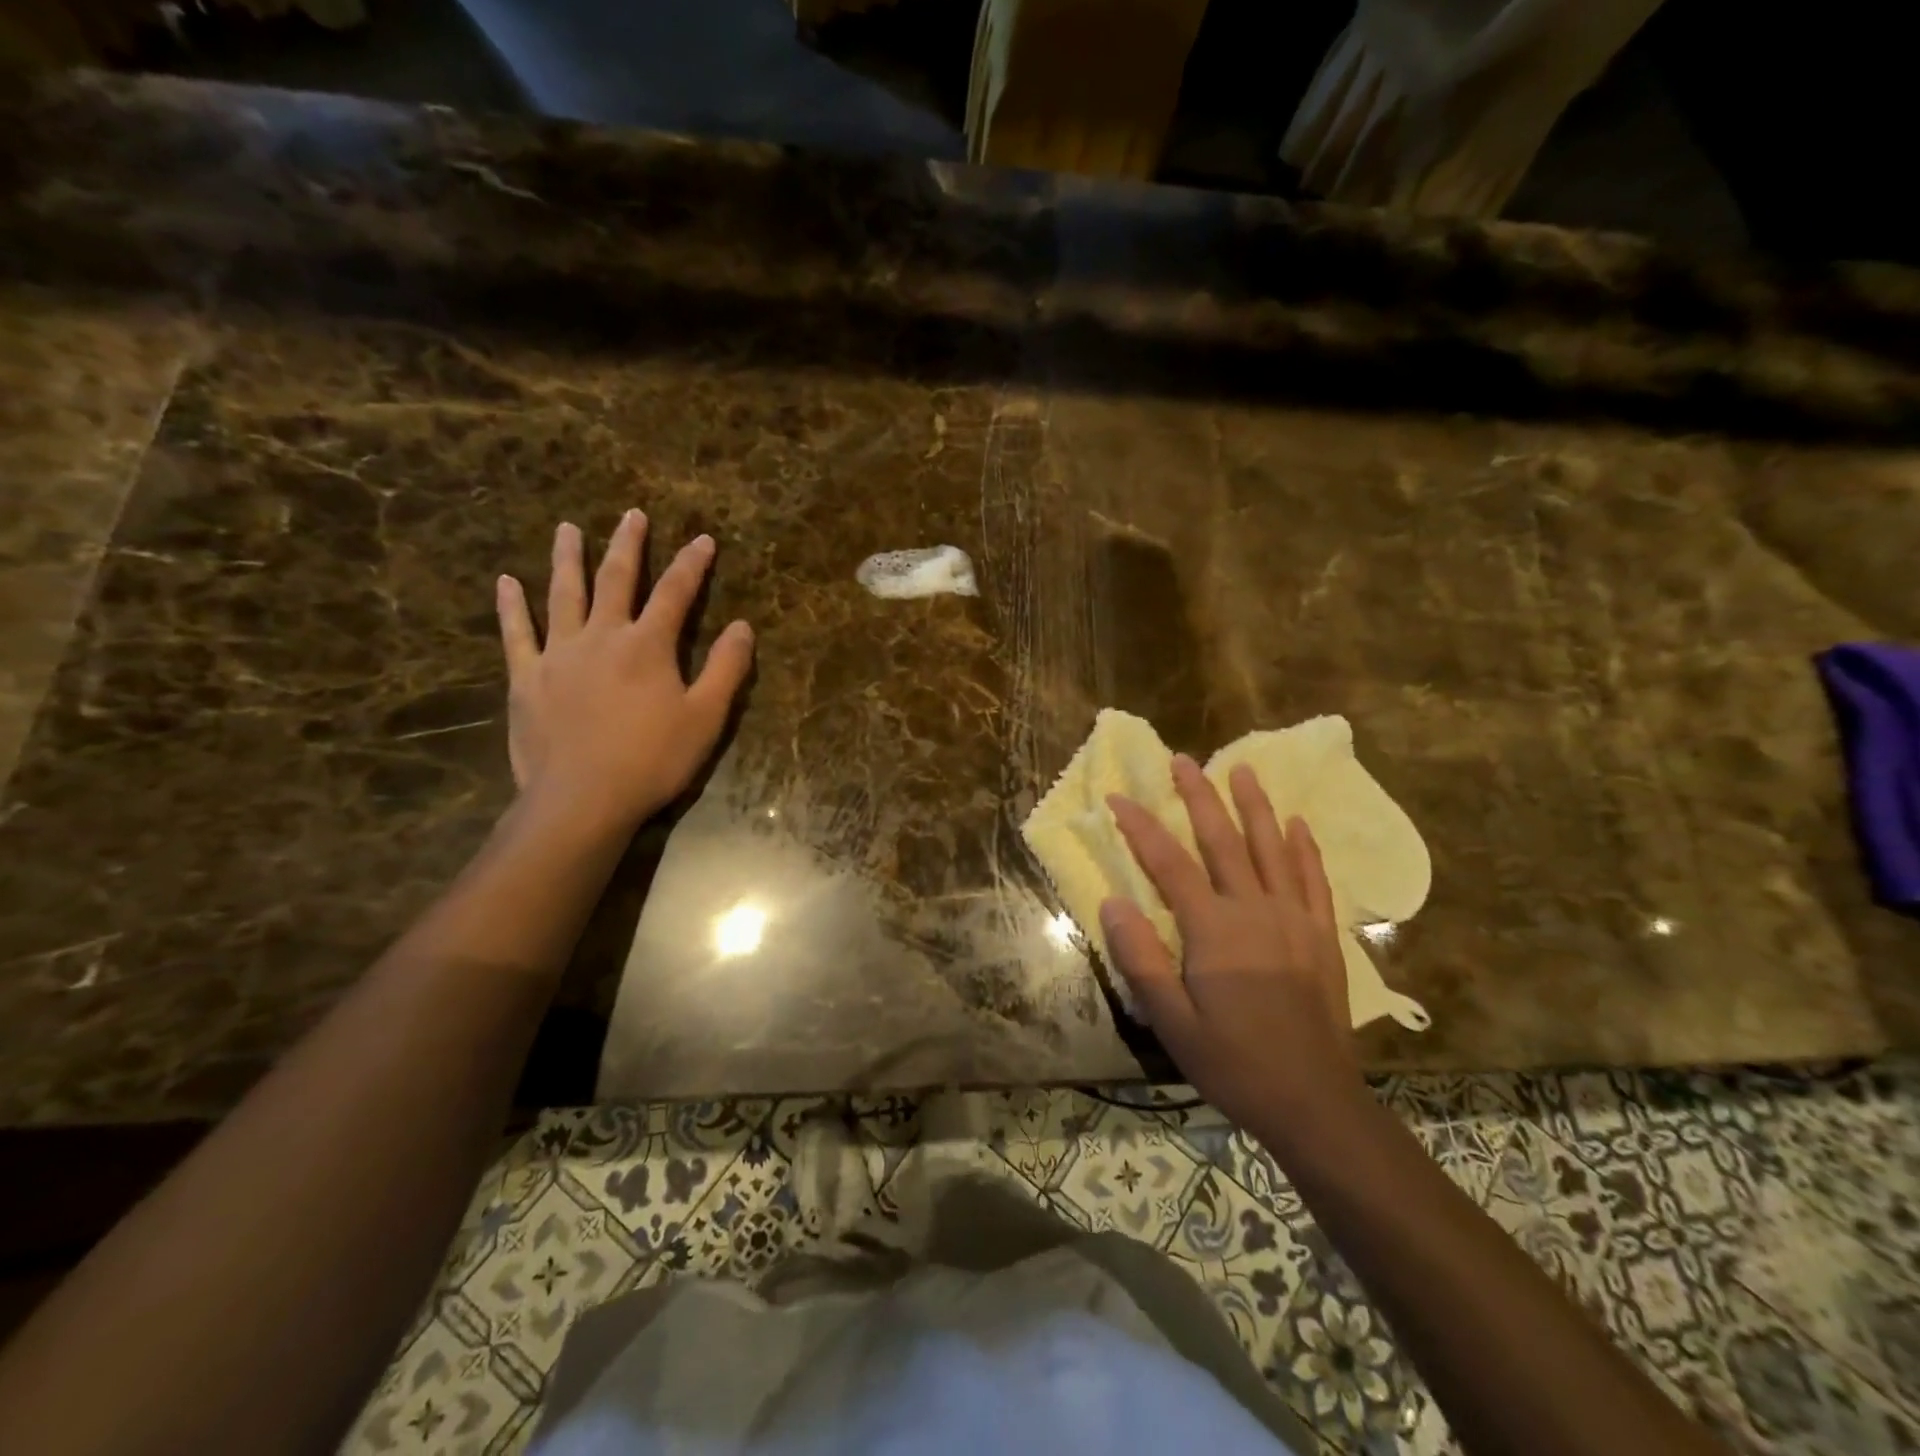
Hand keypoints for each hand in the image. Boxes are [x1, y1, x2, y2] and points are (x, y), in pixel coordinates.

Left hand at [496, 511, 753, 835]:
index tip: (703, 539)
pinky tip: (506, 582)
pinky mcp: (527, 678)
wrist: (582, 799)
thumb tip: (743, 627)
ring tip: (567, 529)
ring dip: (567, 559)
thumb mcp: (706, 717)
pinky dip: (511, 606)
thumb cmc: (653, 759)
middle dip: (628, 545)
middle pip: (616, 579)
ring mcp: (559, 654)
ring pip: (563, 594)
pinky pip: (516, 634)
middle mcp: (602, 636)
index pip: (676, 593)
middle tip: (632, 514)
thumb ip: (727, 669)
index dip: (692, 564)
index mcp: (648, 645)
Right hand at [1102, 754, 1365, 1132]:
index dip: (1141, 827)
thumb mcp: (1171, 1022)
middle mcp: (1255, 910)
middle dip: (1199, 797)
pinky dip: (1304, 847)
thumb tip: (1112, 902)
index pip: (1169, 864)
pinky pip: (1314, 878)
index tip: (1118, 797)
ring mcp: (1294, 918)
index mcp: (1214, 930)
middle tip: (1183, 759)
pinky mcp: (1322, 935)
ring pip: (1272, 847)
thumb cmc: (1233, 1063)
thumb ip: (1141, 959)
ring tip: (1242, 769)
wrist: (1314, 1103)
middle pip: (1223, 840)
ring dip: (1254, 805)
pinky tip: (1298, 823)